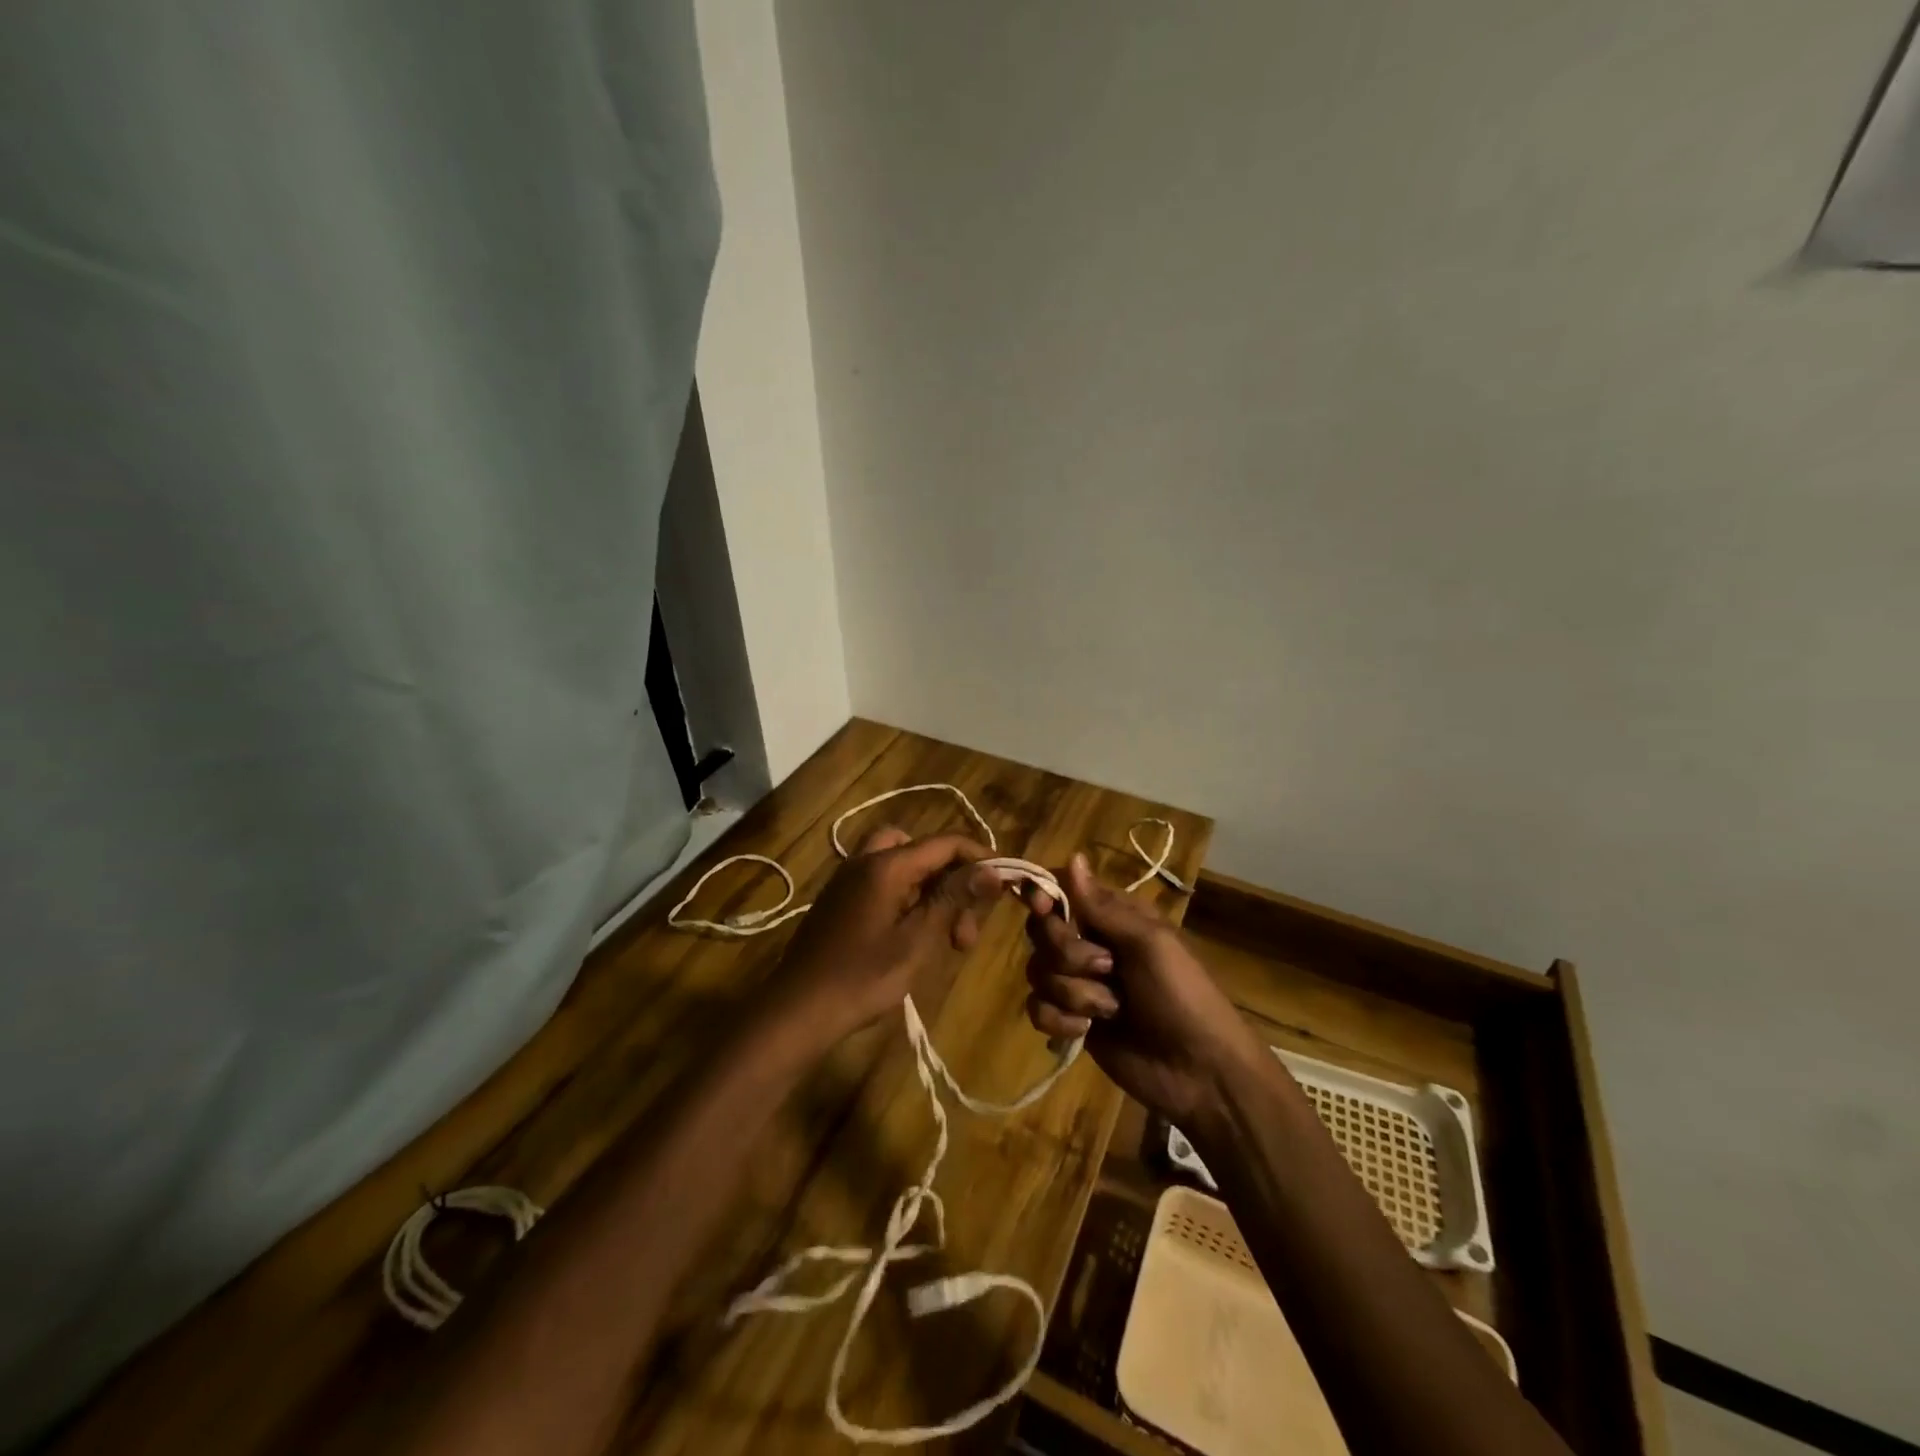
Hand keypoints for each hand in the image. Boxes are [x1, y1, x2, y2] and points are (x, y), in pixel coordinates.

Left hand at [772, 827, 1002, 1046]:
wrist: (797, 1009)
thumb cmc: (862, 977)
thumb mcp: (917, 940)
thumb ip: (953, 898)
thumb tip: (991, 869)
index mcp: (886, 865)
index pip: (945, 843)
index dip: (979, 858)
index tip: (1003, 887)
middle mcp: (865, 860)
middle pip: (921, 849)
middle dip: (951, 879)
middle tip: (964, 928)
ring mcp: (848, 879)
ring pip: (902, 866)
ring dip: (930, 891)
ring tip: (944, 938)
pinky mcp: (840, 900)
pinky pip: (883, 883)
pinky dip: (907, 899)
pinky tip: (913, 938)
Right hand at [1024, 853, 1260, 1124]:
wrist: (1200, 1073)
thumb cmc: (1183, 995)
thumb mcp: (1150, 943)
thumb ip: (1103, 906)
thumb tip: (1073, 856)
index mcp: (1113, 917)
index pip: (1062, 891)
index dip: (1044, 897)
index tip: (1043, 908)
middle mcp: (1090, 944)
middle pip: (1042, 931)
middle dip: (1067, 952)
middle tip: (1106, 968)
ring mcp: (1079, 984)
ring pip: (1038, 971)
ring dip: (1073, 992)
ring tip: (1110, 1009)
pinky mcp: (1071, 1021)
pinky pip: (1038, 1008)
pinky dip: (1060, 1020)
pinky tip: (1087, 1031)